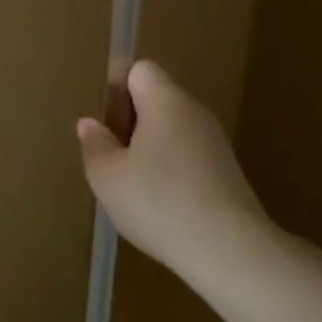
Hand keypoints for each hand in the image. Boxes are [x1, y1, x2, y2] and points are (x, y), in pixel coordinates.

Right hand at [76, 60, 273, 280]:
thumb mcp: (107, 176)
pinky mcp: (226, 173)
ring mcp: (215, 144)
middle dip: (129, 120)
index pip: (140, 69)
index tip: (103, 120)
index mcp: (165, 101)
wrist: (230, 251)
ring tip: (129, 183)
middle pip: (156, 99)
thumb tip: (91, 124)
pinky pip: (187, 156)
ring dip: (147, 148)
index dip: (116, 86)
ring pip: (171, 130)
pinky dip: (168, 170)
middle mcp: (194, 113)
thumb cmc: (159, 202)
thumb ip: (95, 144)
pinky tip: (157, 202)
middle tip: (109, 155)